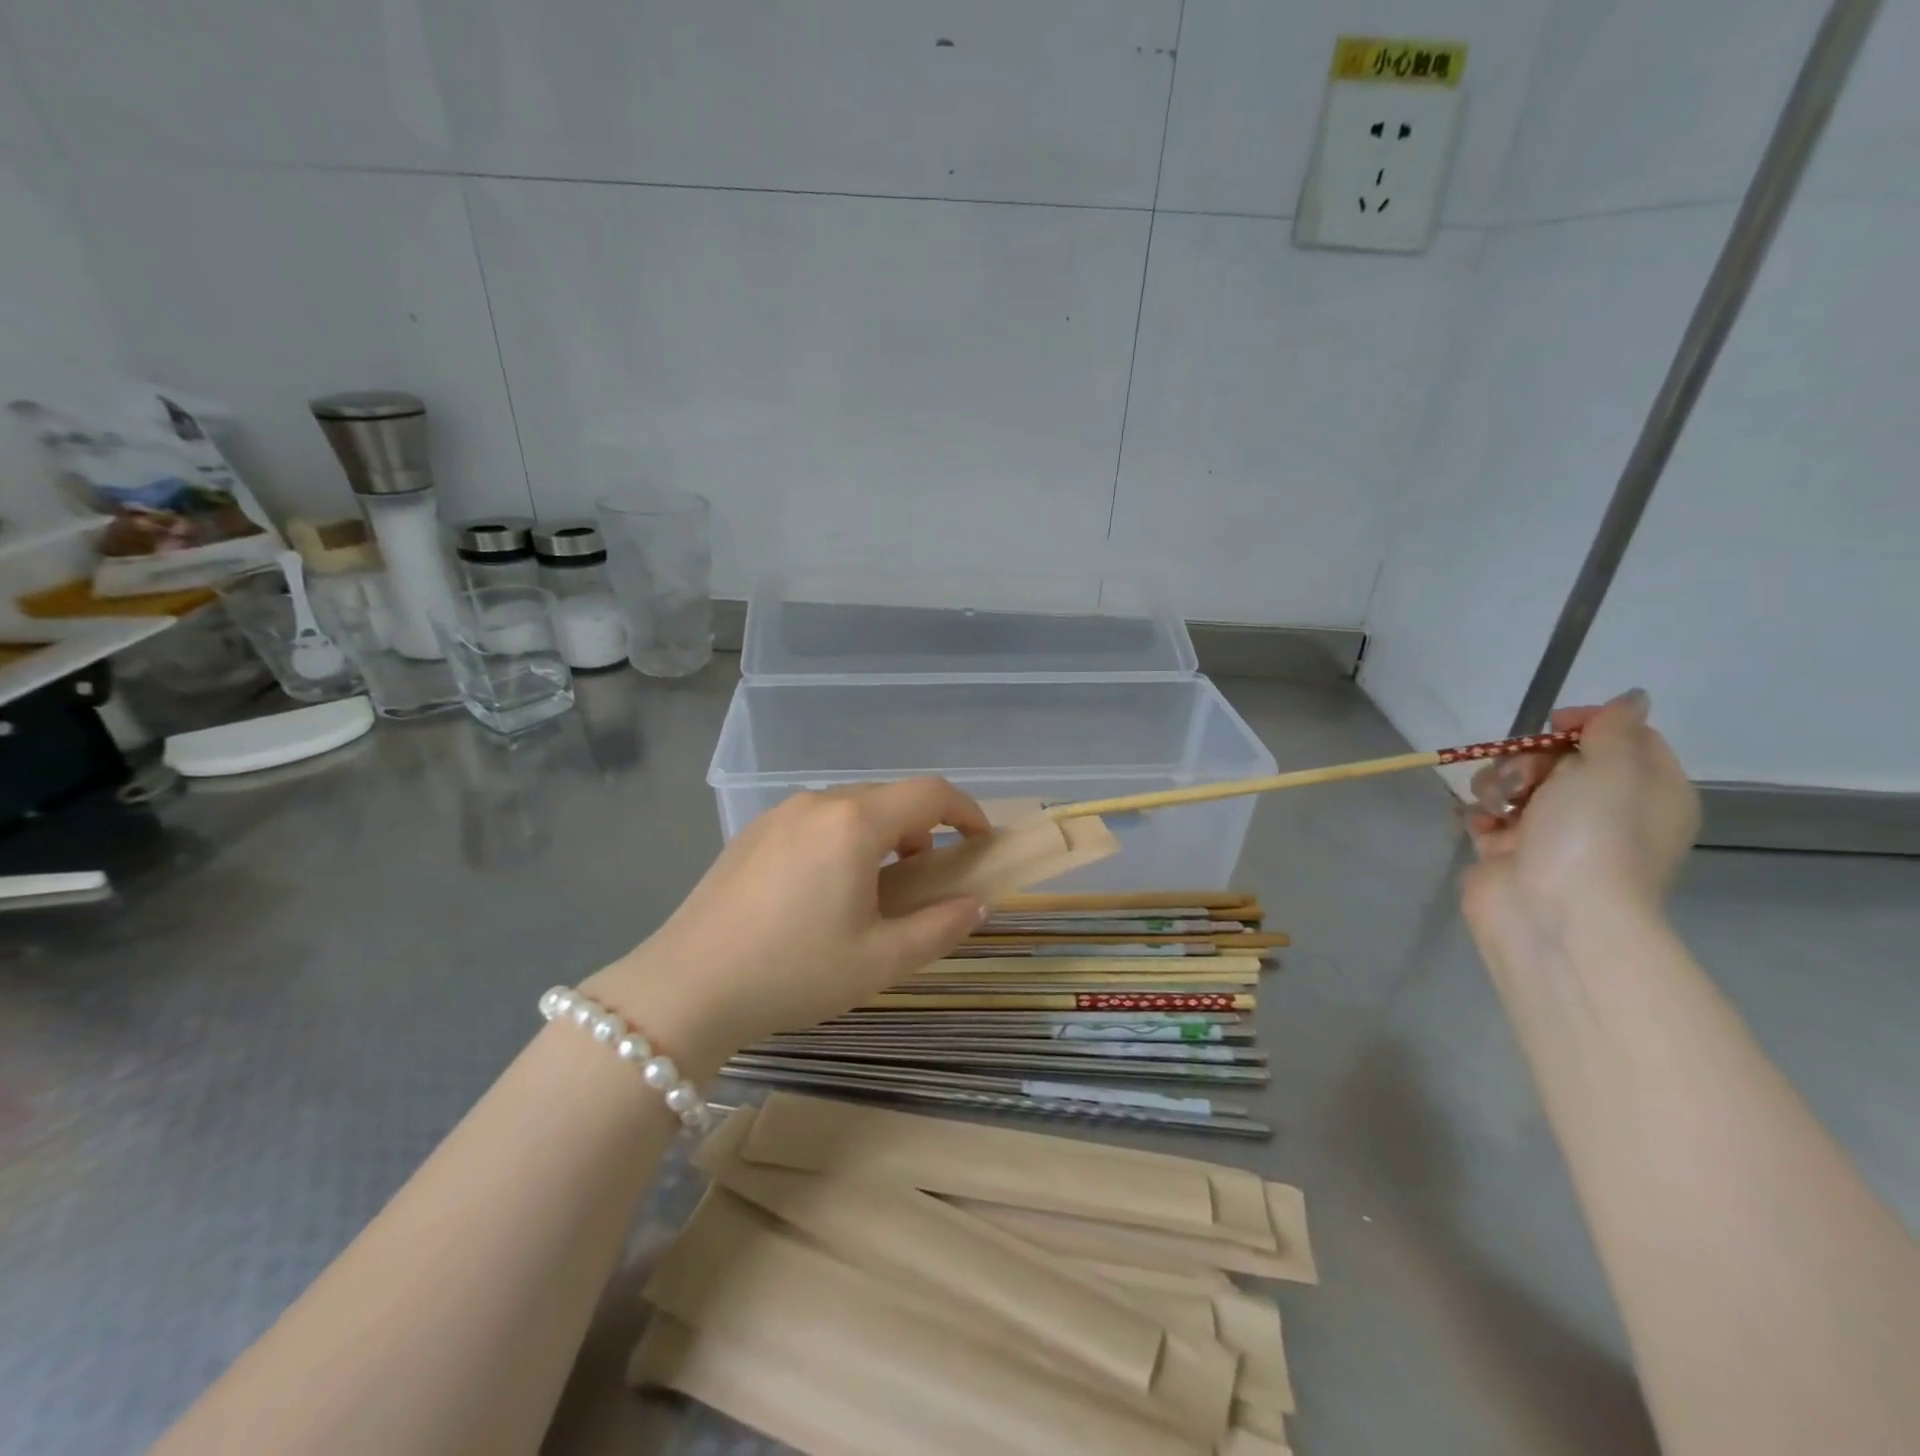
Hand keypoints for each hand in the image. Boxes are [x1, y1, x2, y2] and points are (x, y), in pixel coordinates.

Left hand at [584, 778, 990, 1072]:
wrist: (685, 988)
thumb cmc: (793, 973)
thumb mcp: (880, 961)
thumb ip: (940, 928)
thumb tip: (975, 904)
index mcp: (854, 823)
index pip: (930, 793)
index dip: (966, 812)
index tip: (981, 843)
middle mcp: (818, 803)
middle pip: (890, 798)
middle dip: (923, 829)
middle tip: (927, 880)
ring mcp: (779, 814)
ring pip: (851, 808)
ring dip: (881, 835)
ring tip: (875, 890)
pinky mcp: (752, 833)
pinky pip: (815, 821)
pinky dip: (842, 840)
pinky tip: (823, 891)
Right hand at [1461, 690, 1699, 944]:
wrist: (1553, 913)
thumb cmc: (1593, 837)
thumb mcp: (1614, 769)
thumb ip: (1614, 728)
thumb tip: (1631, 699)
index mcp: (1647, 791)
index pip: (1623, 737)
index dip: (1585, 724)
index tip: (1552, 724)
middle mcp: (1603, 810)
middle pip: (1559, 758)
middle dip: (1528, 757)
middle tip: (1524, 776)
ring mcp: (1552, 833)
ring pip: (1516, 783)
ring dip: (1498, 784)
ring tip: (1497, 806)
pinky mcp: (1508, 851)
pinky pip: (1488, 815)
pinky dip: (1481, 813)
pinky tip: (1483, 823)